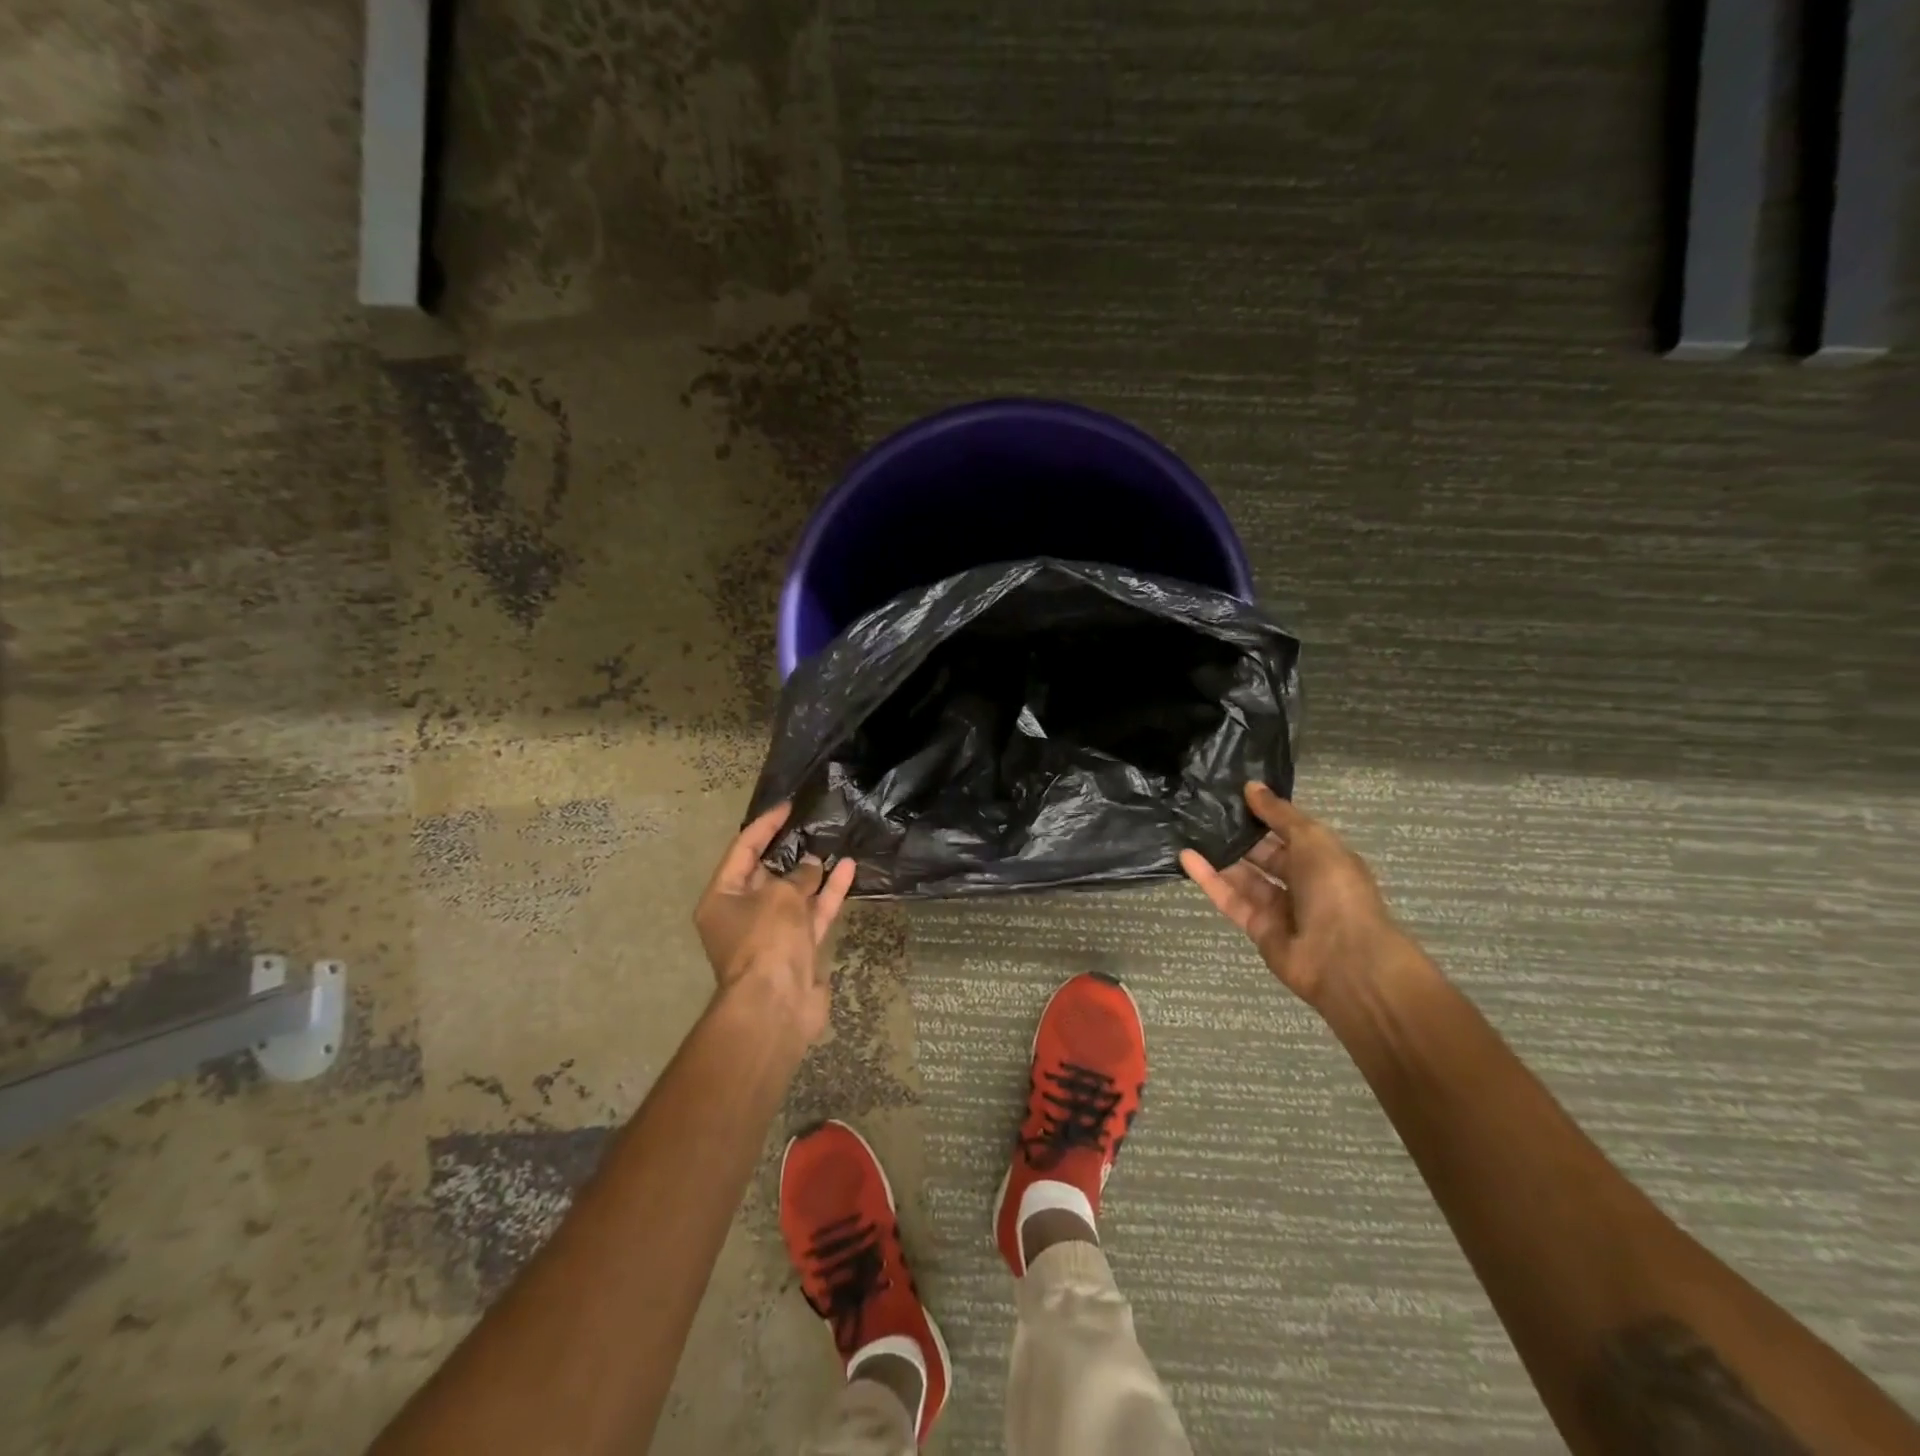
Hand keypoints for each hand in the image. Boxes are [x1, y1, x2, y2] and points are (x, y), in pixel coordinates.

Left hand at [694, 804, 856, 1044]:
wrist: (776, 1006)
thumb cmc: (766, 941)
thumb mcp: (780, 897)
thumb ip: (799, 875)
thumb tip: (814, 866)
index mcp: (721, 898)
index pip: (743, 850)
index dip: (764, 826)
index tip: (788, 807)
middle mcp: (743, 914)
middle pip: (768, 873)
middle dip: (791, 850)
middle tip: (814, 823)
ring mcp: (772, 933)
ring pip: (795, 893)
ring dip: (815, 871)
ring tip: (836, 842)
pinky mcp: (798, 949)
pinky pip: (813, 914)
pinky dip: (829, 894)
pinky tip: (848, 869)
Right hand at [1180, 783, 1403, 1010]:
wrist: (1344, 959)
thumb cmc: (1336, 890)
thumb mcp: (1313, 840)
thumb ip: (1279, 814)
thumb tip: (1251, 786)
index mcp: (1324, 858)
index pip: (1290, 831)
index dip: (1264, 813)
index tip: (1233, 793)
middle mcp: (1303, 882)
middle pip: (1265, 854)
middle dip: (1239, 834)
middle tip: (1203, 810)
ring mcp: (1279, 907)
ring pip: (1244, 876)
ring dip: (1220, 855)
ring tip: (1189, 829)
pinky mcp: (1256, 927)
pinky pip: (1231, 898)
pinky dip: (1209, 879)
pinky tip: (1186, 858)